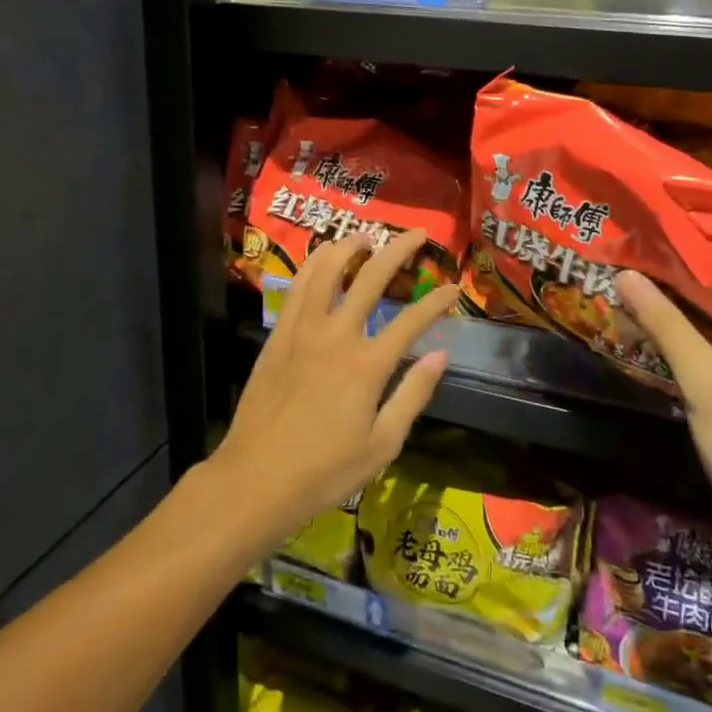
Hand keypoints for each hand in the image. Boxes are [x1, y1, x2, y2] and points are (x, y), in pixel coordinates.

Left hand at [213, 229, 457, 548]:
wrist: (257, 478)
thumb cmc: (325, 471)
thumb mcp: (383, 444)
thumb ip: (413, 395)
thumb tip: (440, 355)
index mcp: (367, 365)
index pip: (411, 320)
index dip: (437, 301)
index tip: (454, 286)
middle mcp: (336, 336)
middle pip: (371, 279)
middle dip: (398, 251)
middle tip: (416, 234)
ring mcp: (302, 332)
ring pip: (326, 272)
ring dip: (348, 247)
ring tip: (365, 236)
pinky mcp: (278, 337)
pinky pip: (296, 289)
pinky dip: (312, 266)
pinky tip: (321, 258)